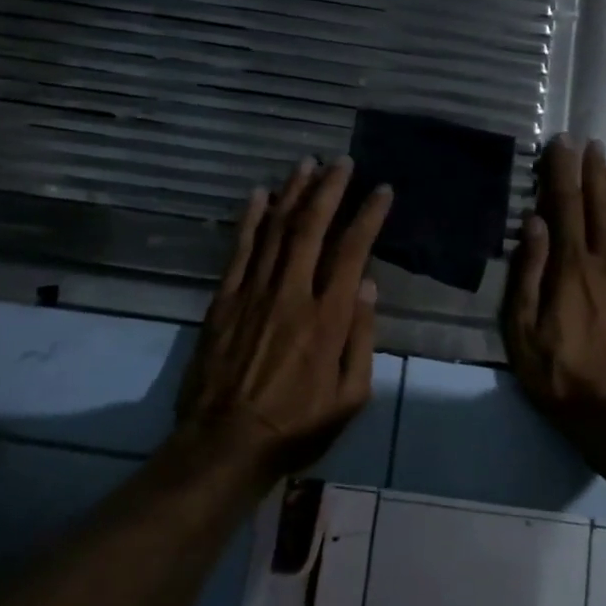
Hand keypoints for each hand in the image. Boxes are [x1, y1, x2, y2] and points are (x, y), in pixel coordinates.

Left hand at [178, 157, 391, 478]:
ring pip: (276, 230)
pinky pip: (239, 251)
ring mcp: (253, 293)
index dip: (368, 216)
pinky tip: (260, 194)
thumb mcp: (351, 396)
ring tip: (306, 164)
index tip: (381, 190)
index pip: (352, 251)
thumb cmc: (298, 425)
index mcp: (328, 318)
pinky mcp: (224, 301)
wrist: (226, 443)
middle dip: (329, 189)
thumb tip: (367, 286)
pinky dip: (250, 220)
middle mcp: (292, 294)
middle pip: (312, 228)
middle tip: (342, 161)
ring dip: (293, 193)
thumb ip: (362, 338)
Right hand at [503, 137, 605, 465]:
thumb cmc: (563, 380)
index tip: (561, 144)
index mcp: (572, 269)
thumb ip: (528, 276)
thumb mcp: (524, 334)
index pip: (566, 206)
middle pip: (599, 208)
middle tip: (590, 143)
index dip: (562, 172)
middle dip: (592, 172)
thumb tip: (533, 224)